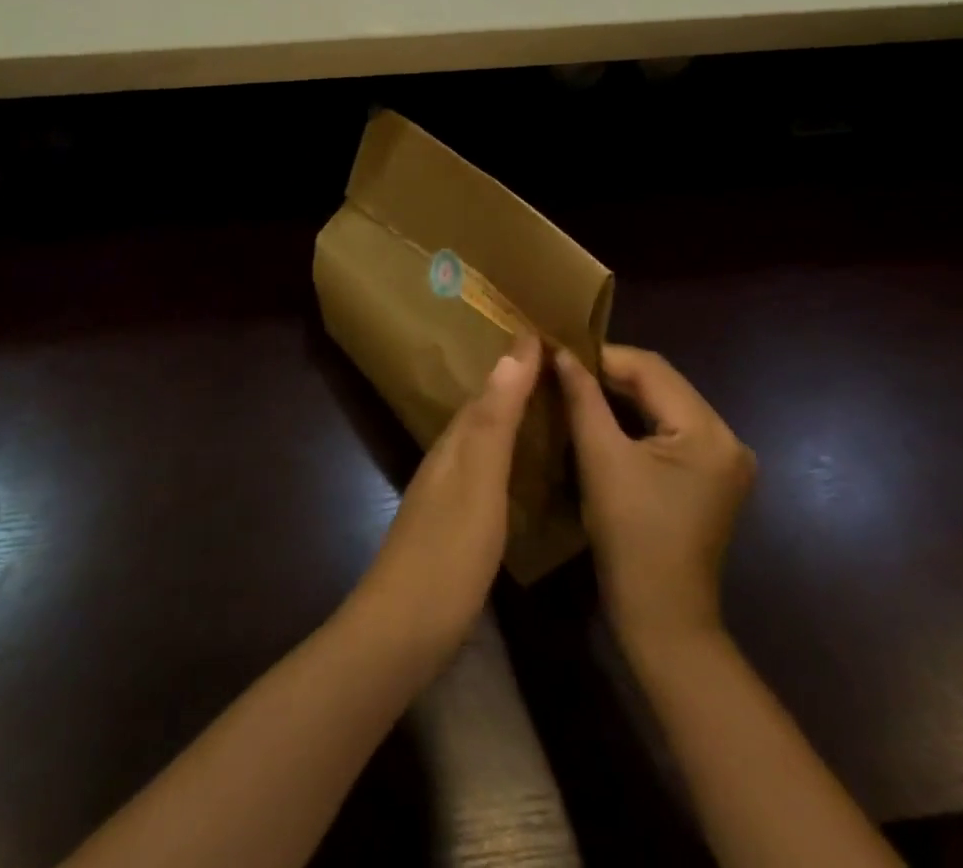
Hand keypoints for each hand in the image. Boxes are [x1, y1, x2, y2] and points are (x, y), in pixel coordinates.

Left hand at [349, 334, 541, 673]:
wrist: (402, 632)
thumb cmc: (447, 551)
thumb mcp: (478, 480)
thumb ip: (494, 419)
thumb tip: (513, 349)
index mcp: (455, 441)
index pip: (490, 385)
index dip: (518, 360)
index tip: (550, 331)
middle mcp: (448, 457)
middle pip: (485, 408)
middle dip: (517, 382)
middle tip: (560, 363)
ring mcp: (447, 492)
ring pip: (485, 438)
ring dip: (513, 417)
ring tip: (551, 403)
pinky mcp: (454, 524)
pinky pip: (486, 469)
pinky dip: (509, 454)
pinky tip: (526, 467)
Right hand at [556, 346, 754, 659]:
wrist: (663, 619)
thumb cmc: (630, 538)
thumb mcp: (600, 459)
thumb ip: (583, 398)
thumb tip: (560, 353)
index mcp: (709, 432)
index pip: (651, 368)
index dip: (603, 356)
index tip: (559, 352)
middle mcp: (728, 438)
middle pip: (662, 383)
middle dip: (612, 373)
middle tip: (564, 369)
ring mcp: (724, 459)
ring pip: (665, 403)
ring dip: (623, 394)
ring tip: (577, 387)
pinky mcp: (713, 476)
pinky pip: (672, 428)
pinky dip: (638, 418)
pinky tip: (604, 417)